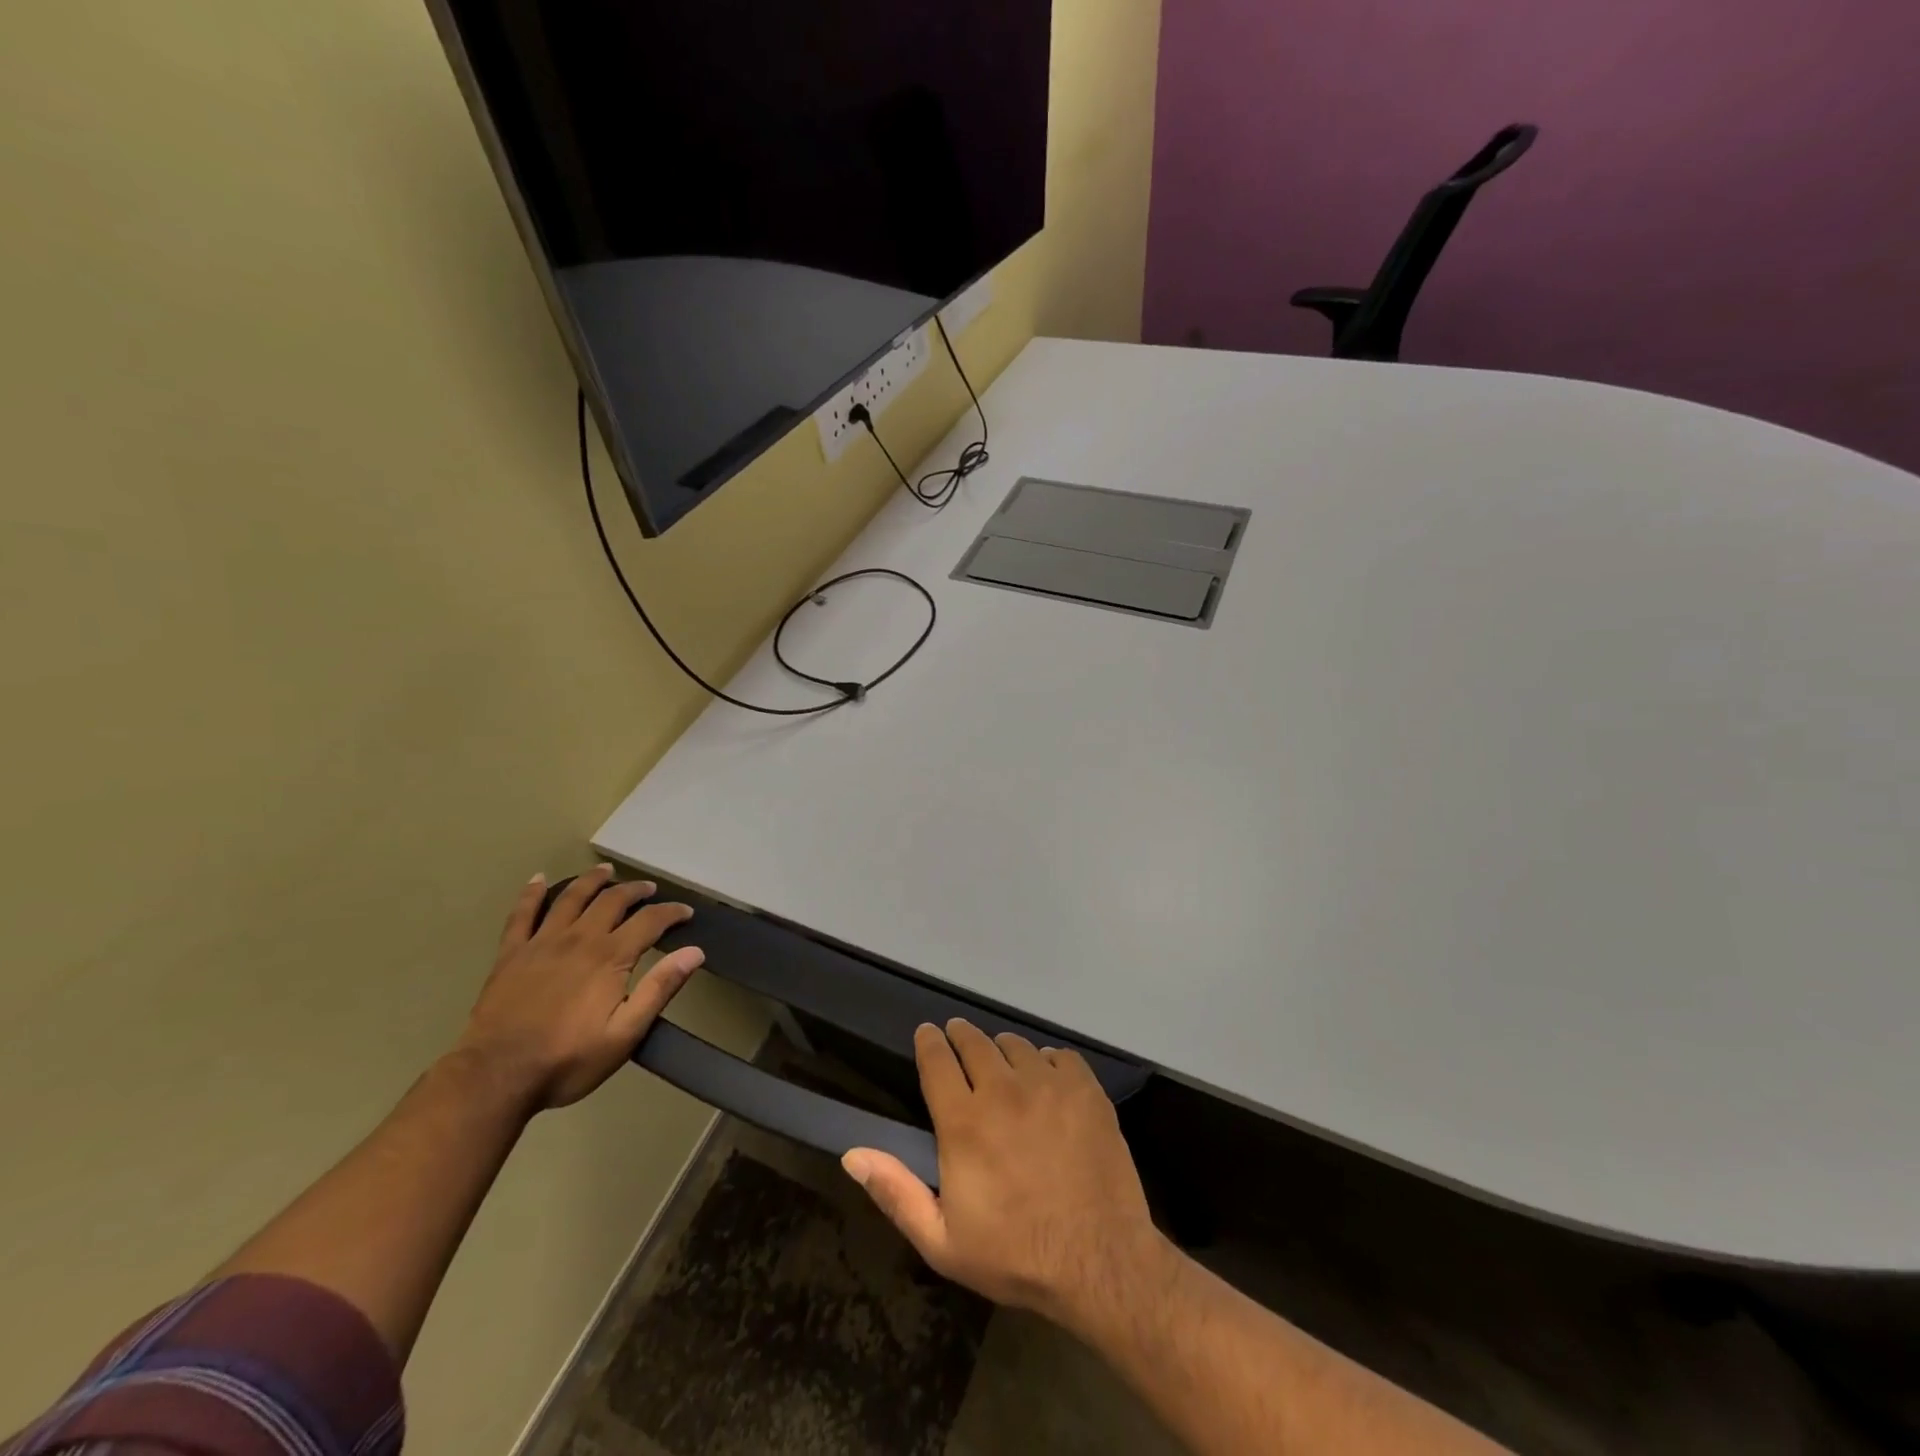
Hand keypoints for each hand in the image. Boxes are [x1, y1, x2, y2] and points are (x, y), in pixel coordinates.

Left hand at [454, 866, 703, 1112]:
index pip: (650, 921)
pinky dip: (531, 893)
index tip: (686, 912)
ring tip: (605, 870)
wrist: (496, 1077)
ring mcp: (542, 943)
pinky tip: (537, 878)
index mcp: (610, 957)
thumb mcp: (625, 1034)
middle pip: (612, 900)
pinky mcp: (511, 954)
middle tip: (650, 889)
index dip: (671, 913)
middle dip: (635, 890)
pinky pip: (522, 914)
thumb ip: (660, 989)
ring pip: (571, 897)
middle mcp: (579, 939)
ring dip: (592, 880)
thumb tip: (694, 952)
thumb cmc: (568, 1060)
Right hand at [843, 1020, 1171, 1332]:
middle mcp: (1002, 1089)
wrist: (1099, 1260)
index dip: (929, 1041)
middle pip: (974, 1042)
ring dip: (1003, 1051)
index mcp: (964, 1121)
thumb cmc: (1015, 1254)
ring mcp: (1047, 1083)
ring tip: (1003, 1066)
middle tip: (959, 1039)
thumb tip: (852, 1154)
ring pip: (1016, 1045)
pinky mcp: (1084, 1087)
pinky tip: (1047, 1083)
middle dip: (961, 1036)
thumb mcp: (942, 1241)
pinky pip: (1058, 1055)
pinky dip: (1046, 1063)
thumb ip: (895, 1192)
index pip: (936, 1060)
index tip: (927, 1033)